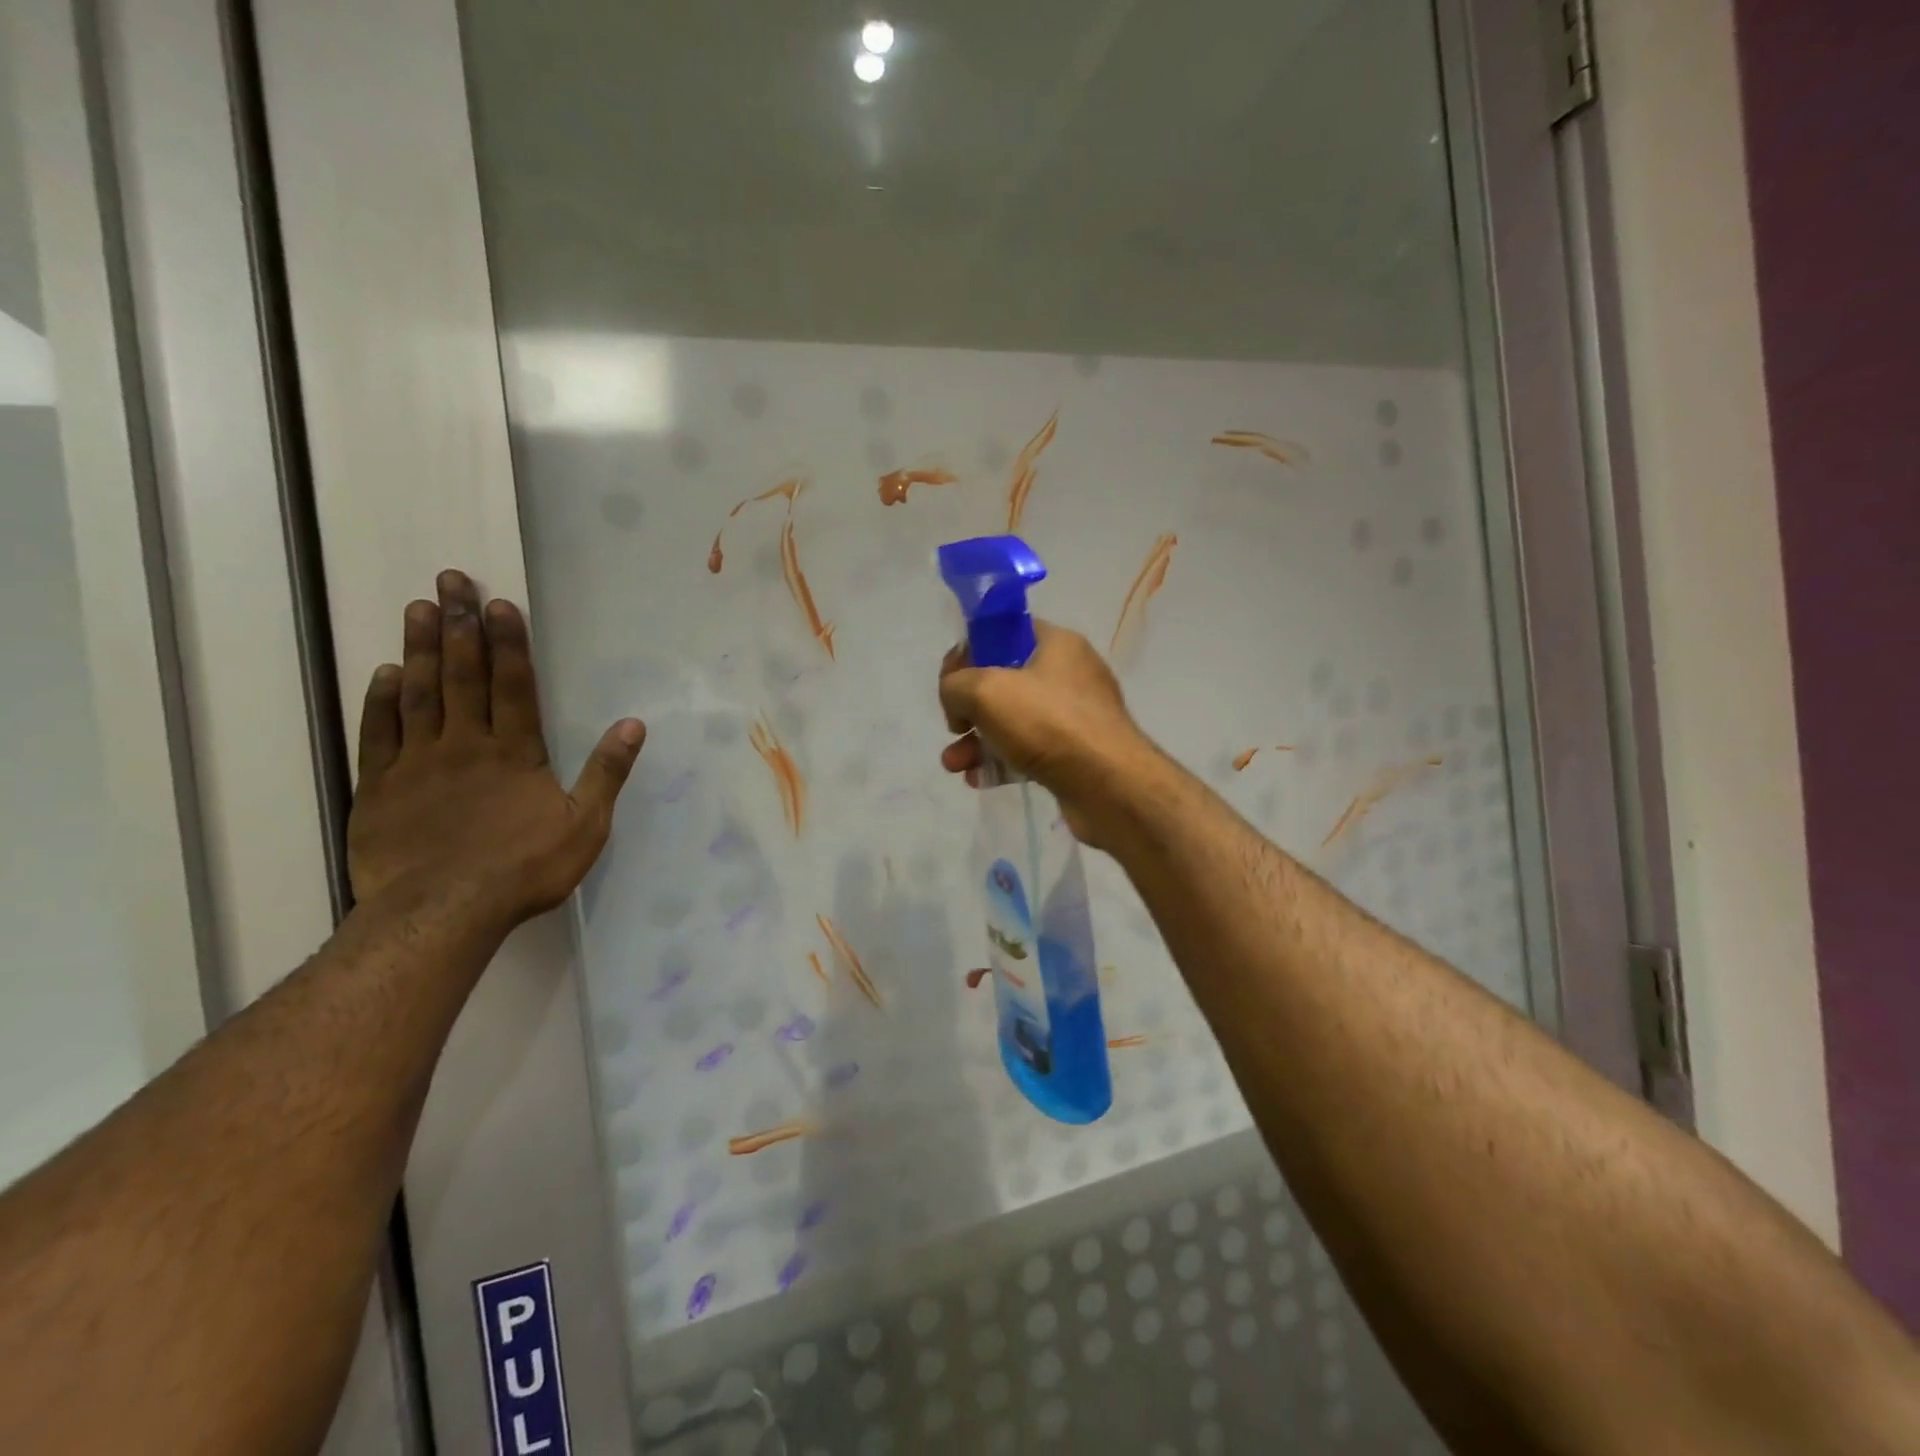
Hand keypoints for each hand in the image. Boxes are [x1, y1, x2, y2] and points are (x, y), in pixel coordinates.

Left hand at [347, 569, 645, 929]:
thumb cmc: (523, 869)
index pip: (512, 685)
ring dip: (420, 649)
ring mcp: (417, 763)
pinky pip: (378, 733)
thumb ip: (606, 772)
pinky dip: (381, 700)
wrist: (442, 913)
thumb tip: (633, 724)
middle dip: (459, 626)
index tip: (498, 603)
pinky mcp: (379, 787)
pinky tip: (384, 673)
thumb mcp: (585, 825)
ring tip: (419, 608)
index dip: (507, 643)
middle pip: (462, 675)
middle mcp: (464, 744)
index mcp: (514, 752)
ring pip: (419, 694)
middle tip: (450, 581)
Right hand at [938, 621, 1156, 848]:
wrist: (1108, 785)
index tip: (951, 682)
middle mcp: (1068, 675)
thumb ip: (956, 684)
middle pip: (1004, 681)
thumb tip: (956, 700)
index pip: (1003, 633)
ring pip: (1012, 721)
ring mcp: (1074, 717)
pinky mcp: (1074, 755)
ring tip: (954, 765)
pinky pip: (1028, 751)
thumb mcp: (985, 690)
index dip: (970, 652)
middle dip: (969, 707)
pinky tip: (980, 780)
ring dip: (977, 741)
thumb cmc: (1047, 723)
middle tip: (954, 727)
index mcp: (1056, 644)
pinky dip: (1001, 762)